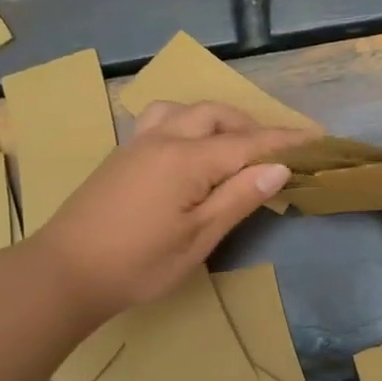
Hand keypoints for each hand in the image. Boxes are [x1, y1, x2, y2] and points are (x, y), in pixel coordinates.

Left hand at [30, 101, 301, 323]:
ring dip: (215, 118)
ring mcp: (137, 144)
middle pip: (216, 115)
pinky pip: (161, 119)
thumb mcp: (198, 238)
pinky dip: (188, 122)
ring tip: (231, 144)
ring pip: (184, 109)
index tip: (317, 138)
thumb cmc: (138, 263)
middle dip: (251, 125)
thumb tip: (278, 167)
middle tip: (274, 151)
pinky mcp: (121, 155)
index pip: (248, 142)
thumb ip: (238, 197)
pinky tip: (189, 149)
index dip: (285, 140)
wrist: (64, 271)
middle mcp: (163, 139)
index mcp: (187, 159)